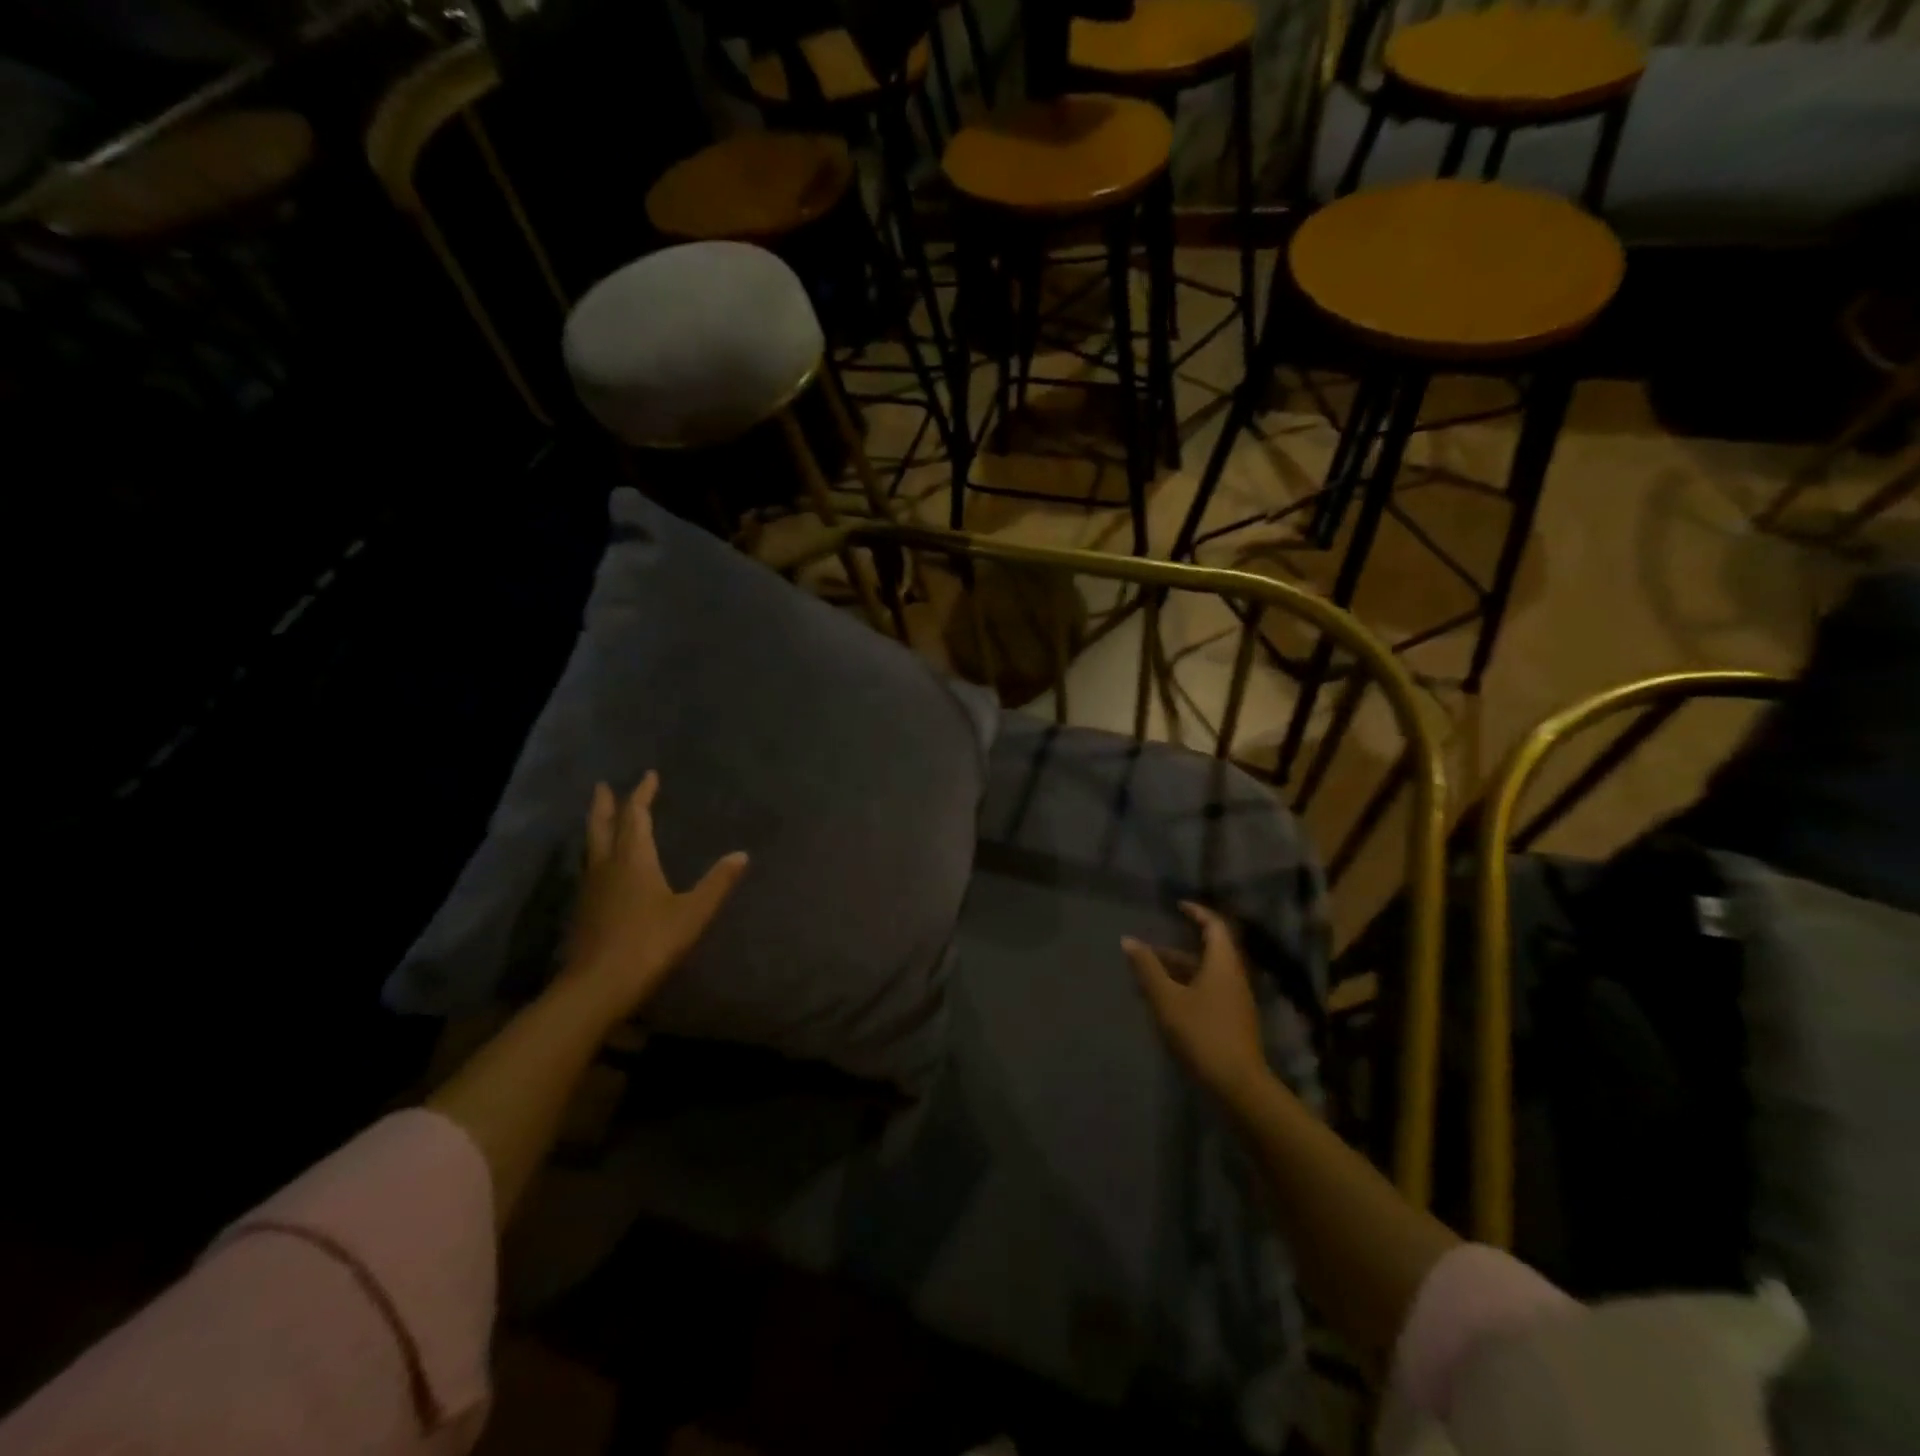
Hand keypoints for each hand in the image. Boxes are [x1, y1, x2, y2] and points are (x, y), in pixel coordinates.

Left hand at [562, 773, 747, 1021]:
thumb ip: (717, 882)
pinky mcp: (584, 910)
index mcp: (634, 859)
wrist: (597, 986)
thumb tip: (742, 854)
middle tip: (603, 787)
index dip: (641, 794)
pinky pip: (589, 868)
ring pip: (591, 847)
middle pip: (602, 826)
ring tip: (602, 819)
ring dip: (597, 827)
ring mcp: (590, 888)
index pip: (636, 816)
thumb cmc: (650, 942)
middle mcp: (607, 866)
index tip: (648, 776)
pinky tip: (601, 867)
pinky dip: (595, 853)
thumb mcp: (693, 913)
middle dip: (606, 805)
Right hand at [1123, 902, 1271, 1106]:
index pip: (1214, 926)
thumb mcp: (1167, 999)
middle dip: (1176, 949)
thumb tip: (1128, 940)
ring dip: (1178, 972)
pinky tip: (1165, 1005)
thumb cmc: (1201, 1033)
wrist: (1238, 1085)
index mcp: (1223, 964)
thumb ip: (1147, 968)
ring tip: (1147, 980)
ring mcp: (1236, 1001)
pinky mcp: (1233, 1021)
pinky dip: (1186, 989)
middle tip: (1148, 952)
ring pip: (1205, 975)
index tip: (1178, 905)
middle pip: (1207, 952)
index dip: (1197, 912)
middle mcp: (1234, 977)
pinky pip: (1208, 992)